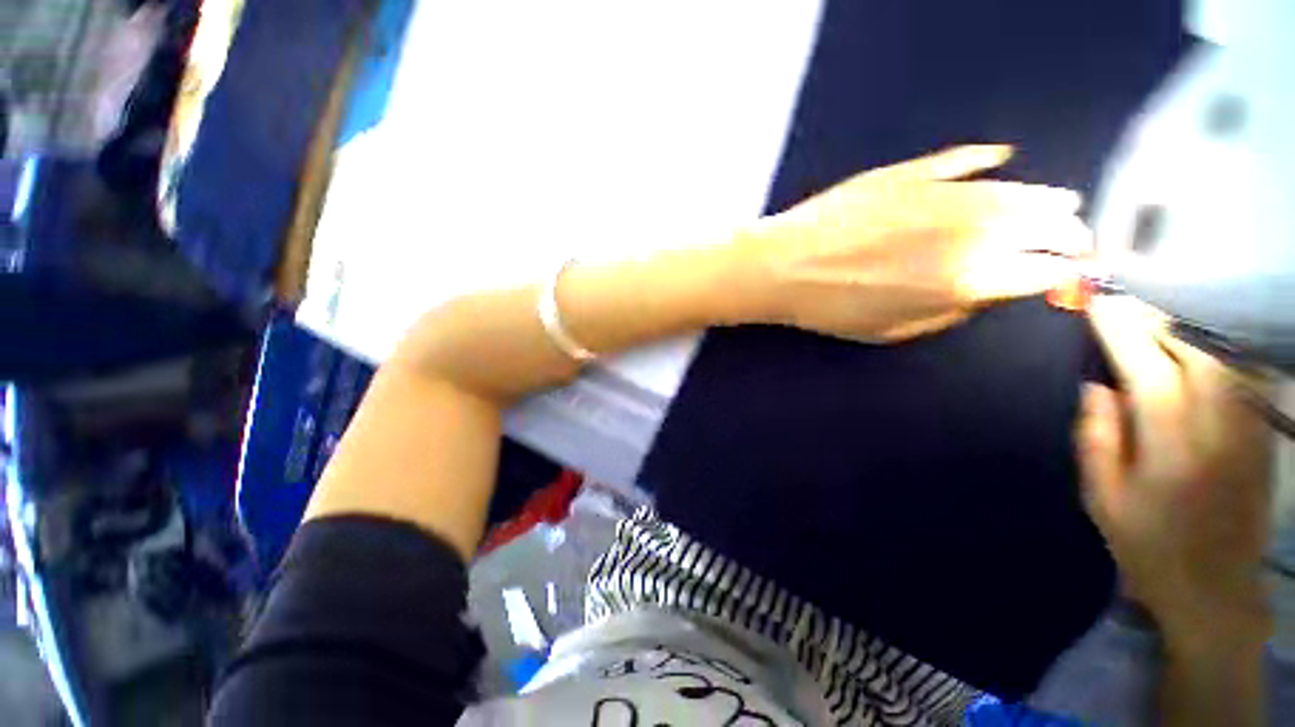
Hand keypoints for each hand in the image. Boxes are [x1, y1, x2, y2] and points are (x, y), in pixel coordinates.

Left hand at [734, 145, 1091, 340]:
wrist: (780, 267)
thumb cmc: (828, 308)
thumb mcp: (890, 331)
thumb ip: (950, 312)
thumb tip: (989, 291)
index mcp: (968, 280)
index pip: (1047, 272)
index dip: (1066, 274)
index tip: (1071, 273)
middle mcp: (970, 232)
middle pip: (1046, 226)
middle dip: (1067, 234)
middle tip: (1069, 238)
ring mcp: (941, 195)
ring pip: (1017, 190)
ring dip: (1044, 199)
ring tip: (1056, 204)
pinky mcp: (910, 172)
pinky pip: (963, 160)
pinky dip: (986, 163)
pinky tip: (999, 163)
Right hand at [1078, 296, 1272, 638]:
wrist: (1215, 589)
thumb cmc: (1147, 546)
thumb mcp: (1102, 499)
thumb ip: (1097, 438)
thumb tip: (1095, 386)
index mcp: (1171, 447)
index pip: (1147, 369)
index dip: (1120, 332)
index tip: (1096, 303)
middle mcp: (1218, 428)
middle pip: (1192, 353)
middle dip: (1153, 323)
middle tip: (1121, 305)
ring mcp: (1248, 430)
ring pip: (1222, 357)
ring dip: (1185, 332)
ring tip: (1153, 322)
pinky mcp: (1262, 435)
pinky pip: (1244, 376)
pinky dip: (1218, 352)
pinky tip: (1198, 348)